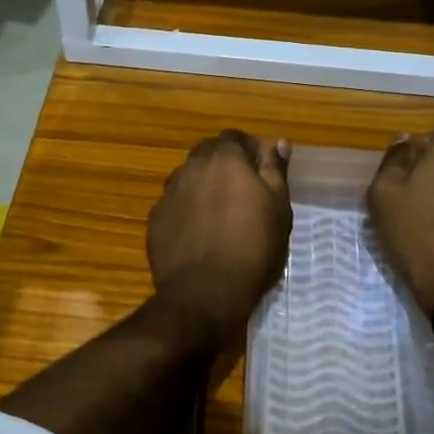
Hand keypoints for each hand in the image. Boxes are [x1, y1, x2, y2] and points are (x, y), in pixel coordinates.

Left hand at [148, 130, 292, 335]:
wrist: (204, 295)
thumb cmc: (252, 249)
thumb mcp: (278, 209)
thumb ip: (275, 171)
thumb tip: (279, 143)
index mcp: (224, 159)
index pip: (235, 138)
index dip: (249, 150)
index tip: (262, 171)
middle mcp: (191, 167)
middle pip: (208, 154)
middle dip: (224, 165)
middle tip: (243, 193)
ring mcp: (168, 193)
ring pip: (189, 178)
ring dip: (203, 187)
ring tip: (220, 215)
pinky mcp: (155, 220)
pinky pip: (175, 204)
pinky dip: (187, 211)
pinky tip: (199, 234)